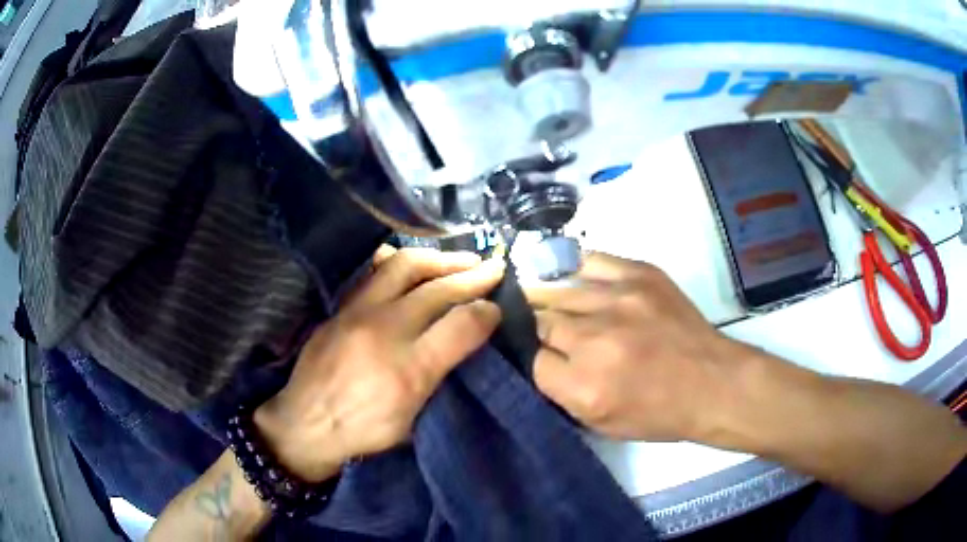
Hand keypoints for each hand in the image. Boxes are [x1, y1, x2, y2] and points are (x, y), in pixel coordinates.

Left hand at [254, 246, 505, 481]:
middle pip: (435, 289)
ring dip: (439, 260)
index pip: (460, 325)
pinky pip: (376, 272)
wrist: (304, 424)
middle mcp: (384, 332)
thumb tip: (469, 339)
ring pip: (404, 266)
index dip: (487, 311)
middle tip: (494, 268)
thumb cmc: (363, 431)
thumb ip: (442, 376)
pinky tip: (416, 265)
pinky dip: (403, 263)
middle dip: (471, 275)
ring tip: (461, 260)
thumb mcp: (412, 420)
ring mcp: (358, 314)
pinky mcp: (341, 309)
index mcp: (408, 370)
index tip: (497, 307)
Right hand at [527, 252, 758, 442]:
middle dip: (540, 332)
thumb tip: (538, 361)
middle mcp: (594, 339)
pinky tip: (577, 281)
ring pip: (561, 292)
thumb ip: (562, 395)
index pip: (531, 361)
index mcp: (583, 385)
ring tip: (555, 307)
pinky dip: (579, 272)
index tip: (545, 361)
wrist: (714, 382)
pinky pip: (592, 262)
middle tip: (550, 336)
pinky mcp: (641, 275)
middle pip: (540, 322)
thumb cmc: (660, 413)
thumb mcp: (602, 425)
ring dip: (554, 303)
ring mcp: (619, 300)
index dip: (535, 362)